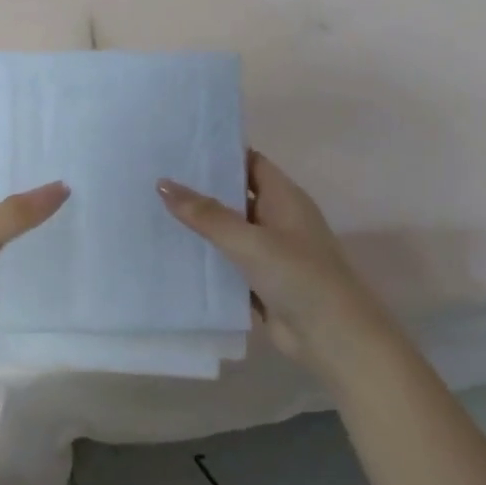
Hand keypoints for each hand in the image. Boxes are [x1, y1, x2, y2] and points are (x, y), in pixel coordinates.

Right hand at [158, 150, 385, 362]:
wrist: (332, 337)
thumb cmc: (298, 276)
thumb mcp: (249, 241)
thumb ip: (207, 215)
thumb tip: (163, 183)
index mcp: (285, 198)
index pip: (250, 162)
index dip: (219, 153)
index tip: (180, 147)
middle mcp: (278, 219)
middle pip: (236, 196)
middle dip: (201, 189)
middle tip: (155, 178)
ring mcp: (270, 252)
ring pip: (229, 232)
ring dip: (200, 226)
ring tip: (153, 210)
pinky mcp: (261, 282)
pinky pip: (228, 263)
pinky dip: (206, 259)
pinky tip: (172, 254)